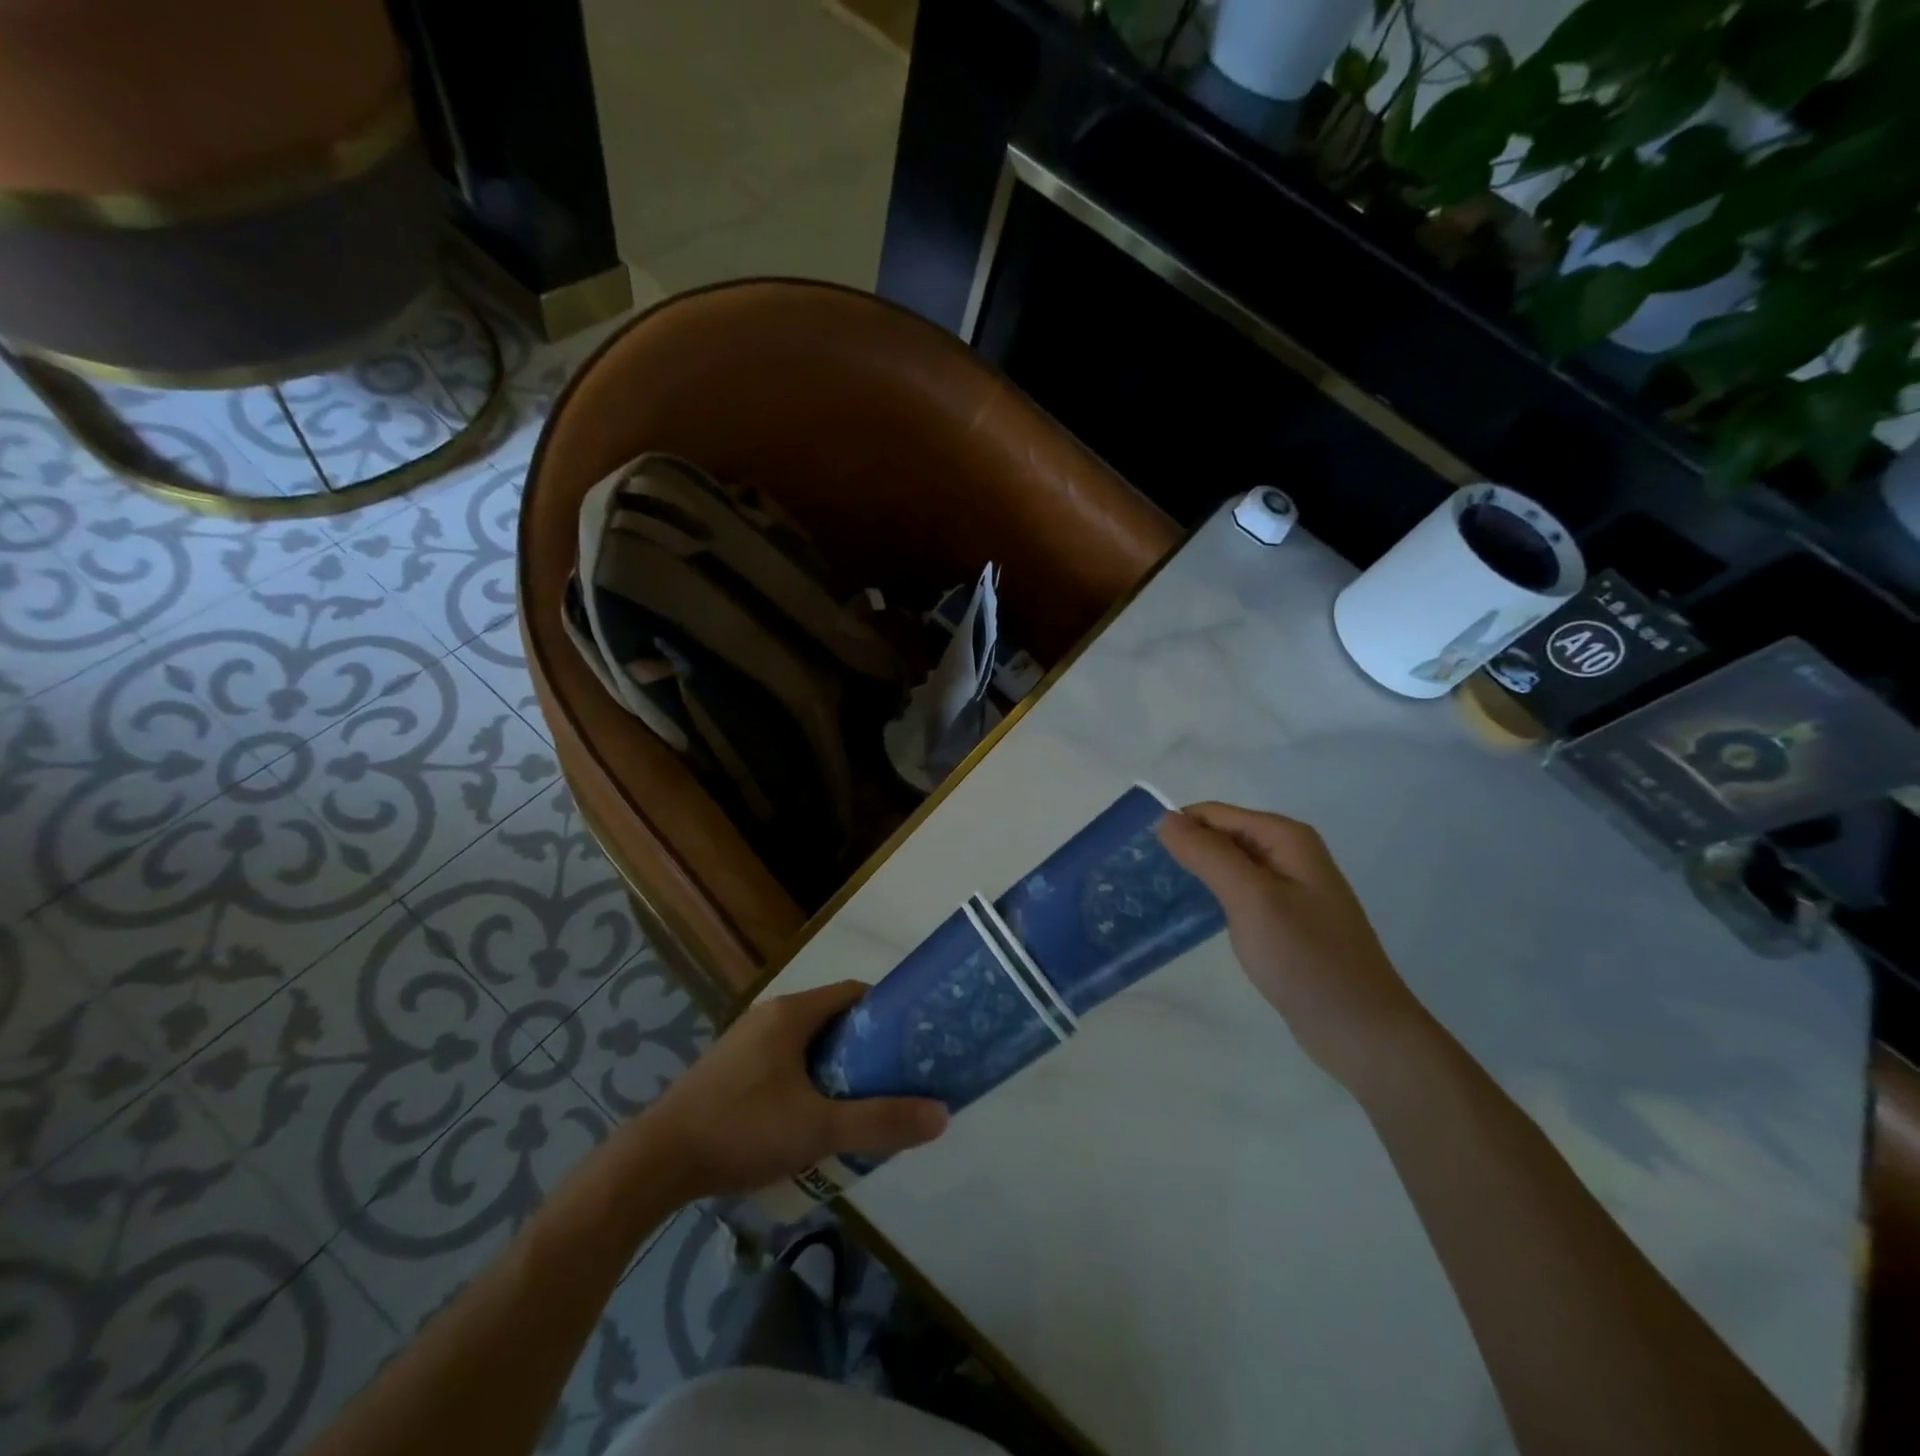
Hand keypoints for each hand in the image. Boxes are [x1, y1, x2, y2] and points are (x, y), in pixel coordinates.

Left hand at [637, 980, 948, 1197]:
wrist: (656, 1162)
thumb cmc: (743, 1129)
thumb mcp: (819, 1130)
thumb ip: (880, 1121)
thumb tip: (941, 1114)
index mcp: (792, 1013)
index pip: (854, 994)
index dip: (887, 1014)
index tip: (911, 1043)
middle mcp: (770, 1016)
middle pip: (832, 1020)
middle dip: (864, 1048)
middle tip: (892, 1081)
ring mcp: (745, 1042)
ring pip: (806, 1044)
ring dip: (835, 1069)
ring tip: (858, 1105)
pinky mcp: (729, 1070)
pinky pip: (782, 1063)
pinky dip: (805, 1081)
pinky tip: (810, 1121)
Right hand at [1158, 803, 1432, 1092]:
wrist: (1361, 1030)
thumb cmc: (1306, 959)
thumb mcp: (1251, 899)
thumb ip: (1208, 854)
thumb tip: (1166, 818)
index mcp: (1286, 837)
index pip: (1214, 814)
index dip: (1177, 828)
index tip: (1138, 855)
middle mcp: (1290, 853)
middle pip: (1222, 836)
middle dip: (1185, 849)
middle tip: (1142, 878)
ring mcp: (1290, 888)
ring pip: (1229, 865)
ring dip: (1196, 874)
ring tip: (1157, 895)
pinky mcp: (1285, 919)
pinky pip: (1239, 893)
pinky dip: (1213, 897)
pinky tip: (1191, 917)